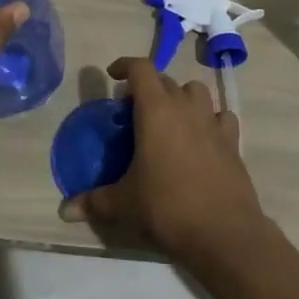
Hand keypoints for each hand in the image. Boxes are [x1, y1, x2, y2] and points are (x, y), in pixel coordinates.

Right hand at [64, 57, 269, 270]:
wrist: (224, 233)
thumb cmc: (167, 208)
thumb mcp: (124, 205)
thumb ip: (94, 202)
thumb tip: (65, 210)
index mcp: (156, 110)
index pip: (140, 68)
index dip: (125, 65)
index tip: (113, 75)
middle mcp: (185, 107)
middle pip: (165, 80)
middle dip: (148, 88)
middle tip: (135, 112)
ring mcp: (212, 122)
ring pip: (196, 91)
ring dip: (181, 98)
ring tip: (170, 119)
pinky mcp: (233, 141)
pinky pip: (221, 116)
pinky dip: (210, 119)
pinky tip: (203, 138)